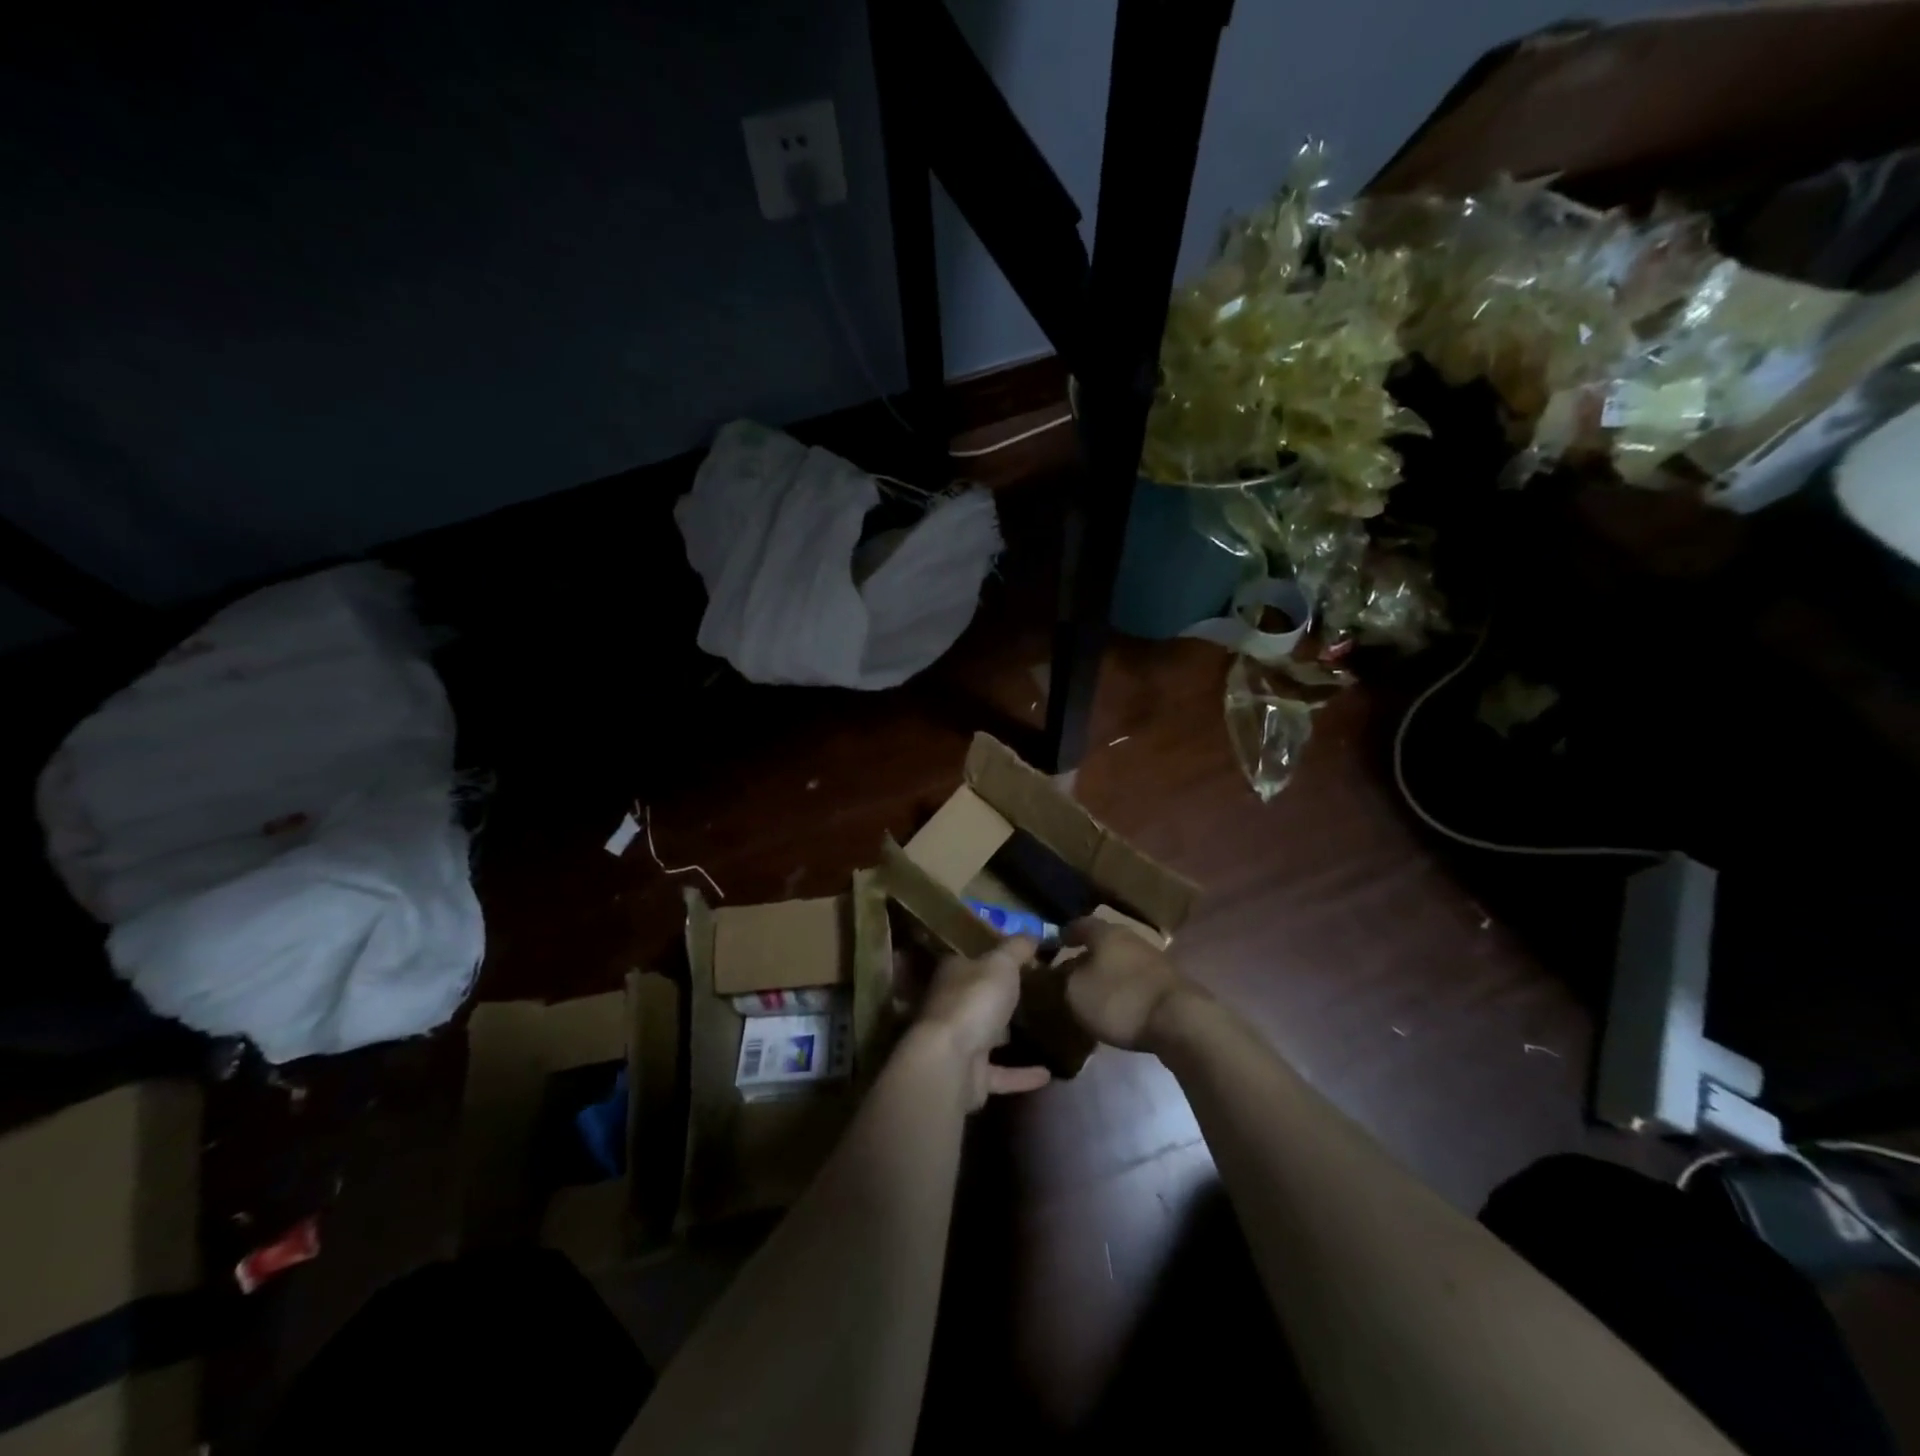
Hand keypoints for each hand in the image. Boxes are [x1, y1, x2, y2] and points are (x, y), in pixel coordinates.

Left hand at [916, 937, 1052, 1108]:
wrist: (951, 1062)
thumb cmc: (974, 1000)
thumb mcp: (1001, 963)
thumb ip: (1017, 948)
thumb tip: (1033, 932)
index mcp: (953, 973)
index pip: (973, 958)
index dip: (995, 955)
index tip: (1024, 956)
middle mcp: (952, 1005)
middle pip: (979, 996)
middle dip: (1000, 996)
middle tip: (1037, 991)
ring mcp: (959, 1043)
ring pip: (987, 1036)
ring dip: (1008, 1035)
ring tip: (1042, 1029)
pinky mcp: (971, 1077)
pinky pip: (1001, 1073)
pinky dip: (1022, 1074)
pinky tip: (1048, 1074)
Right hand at [1061, 917, 1200, 1050]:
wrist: (1179, 1020)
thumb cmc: (1119, 999)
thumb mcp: (1077, 992)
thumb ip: (1066, 978)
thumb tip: (1066, 971)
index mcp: (1106, 933)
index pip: (1081, 924)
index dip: (1067, 933)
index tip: (1056, 942)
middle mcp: (1131, 938)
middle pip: (1105, 941)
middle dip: (1090, 953)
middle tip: (1074, 969)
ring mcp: (1155, 959)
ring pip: (1123, 959)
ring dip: (1109, 971)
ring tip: (1096, 989)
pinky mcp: (1170, 982)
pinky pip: (1139, 978)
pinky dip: (1127, 986)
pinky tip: (1121, 1003)